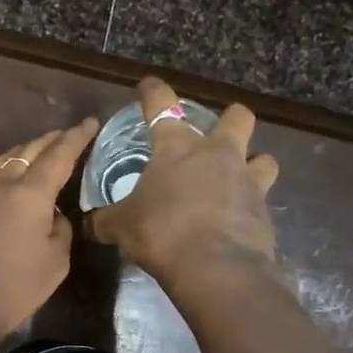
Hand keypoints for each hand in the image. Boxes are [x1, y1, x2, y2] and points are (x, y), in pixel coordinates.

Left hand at [0, 117, 99, 352]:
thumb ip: (60, 229)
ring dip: (28, 150)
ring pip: (8, 159)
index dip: (77, 138)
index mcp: (30, 193)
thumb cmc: (13, 288)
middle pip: (30, 150)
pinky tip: (18, 177)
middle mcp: (3, 184)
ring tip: (45, 149)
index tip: (90, 122)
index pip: (59, 155)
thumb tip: (53, 214)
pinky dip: (12, 166)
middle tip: (71, 134)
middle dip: (53, 139)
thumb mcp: (55, 262)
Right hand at [87, 77, 279, 284]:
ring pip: (264, 158)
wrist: (215, 267)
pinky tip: (236, 221)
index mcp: (176, 147)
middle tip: (216, 133)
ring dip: (253, 163)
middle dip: (230, 118)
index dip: (153, 91)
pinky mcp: (264, 212)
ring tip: (239, 178)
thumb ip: (105, 221)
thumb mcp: (121, 226)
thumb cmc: (160, 231)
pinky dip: (250, 207)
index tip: (148, 85)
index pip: (161, 105)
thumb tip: (88, 225)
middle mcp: (217, 154)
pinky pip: (262, 200)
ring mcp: (247, 181)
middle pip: (237, 118)